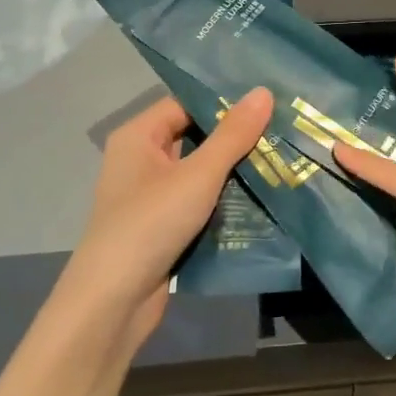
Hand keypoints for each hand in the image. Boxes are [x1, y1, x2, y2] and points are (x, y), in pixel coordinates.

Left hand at [54, 88, 273, 355]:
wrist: (113, 302)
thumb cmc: (150, 224)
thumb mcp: (198, 175)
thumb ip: (233, 135)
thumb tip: (263, 92)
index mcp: (139, 137)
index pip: (186, 104)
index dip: (224, 102)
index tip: (269, 101)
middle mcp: (141, 160)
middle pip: (195, 137)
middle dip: (236, 138)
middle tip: (282, 130)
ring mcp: (151, 196)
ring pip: (200, 173)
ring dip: (235, 172)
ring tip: (281, 160)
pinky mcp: (163, 226)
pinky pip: (198, 202)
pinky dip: (224, 201)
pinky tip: (262, 199)